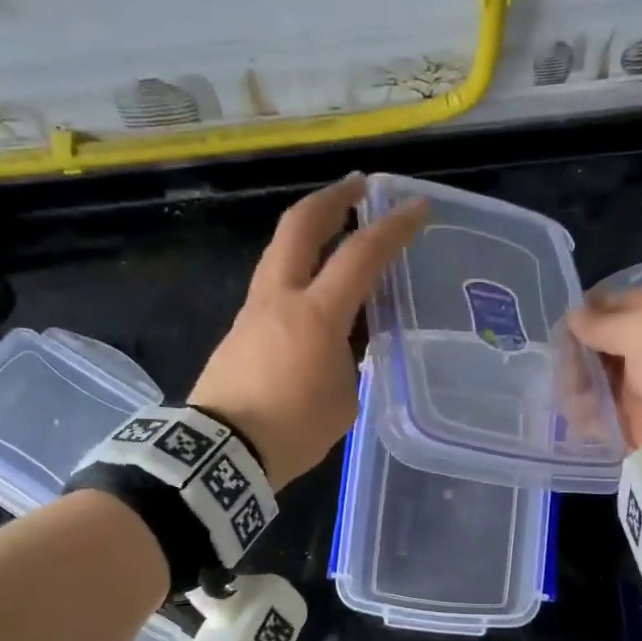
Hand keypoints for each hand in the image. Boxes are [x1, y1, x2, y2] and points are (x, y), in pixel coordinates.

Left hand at [190, 175, 427, 489]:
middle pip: (299, 226)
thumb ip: (349, 359)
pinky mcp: (238, 330)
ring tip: (335, 237)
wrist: (225, 452)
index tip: (416, 208)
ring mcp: (252, 311)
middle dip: (332, 199)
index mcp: (316, 314)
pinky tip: (312, 298)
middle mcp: (280, 299)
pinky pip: (273, 288)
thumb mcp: (343, 398)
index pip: (361, 255)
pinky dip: (297, 275)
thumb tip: (340, 345)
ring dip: (308, 235)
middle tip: (357, 188)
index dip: (393, 228)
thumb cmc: (293, 429)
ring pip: (280, 253)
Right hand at [568, 288, 641, 479]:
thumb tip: (571, 316)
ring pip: (591, 382)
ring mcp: (637, 386)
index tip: (558, 329)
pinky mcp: (632, 422)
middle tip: (565, 370)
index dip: (582, 315)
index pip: (608, 306)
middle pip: (593, 347)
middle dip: (574, 356)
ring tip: (575, 398)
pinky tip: (580, 418)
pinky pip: (598, 417)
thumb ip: (602, 324)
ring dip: (576, 387)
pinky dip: (585, 417)